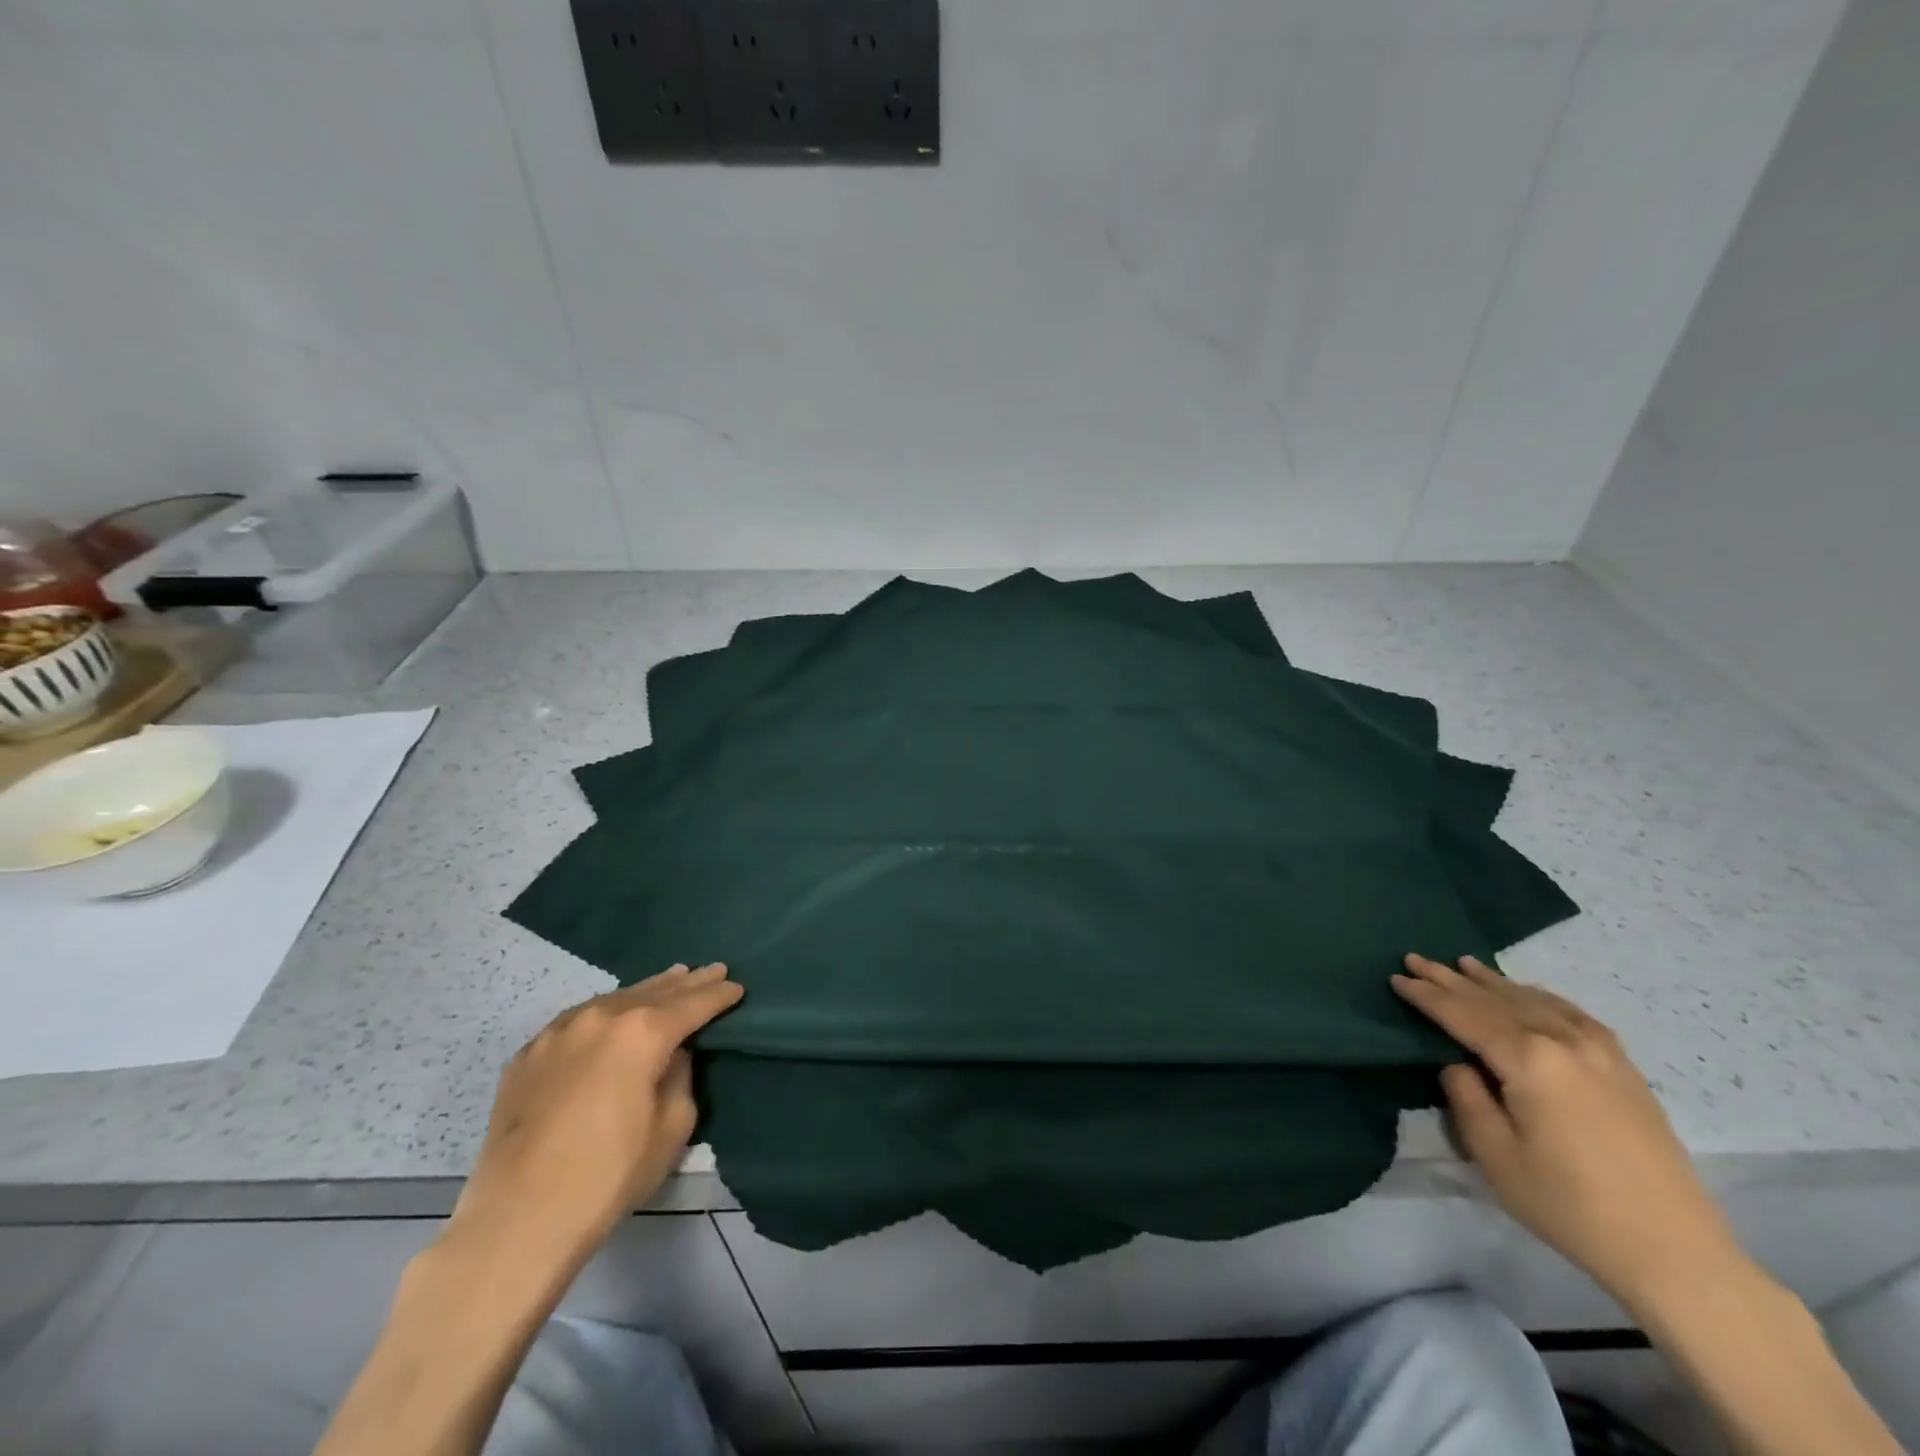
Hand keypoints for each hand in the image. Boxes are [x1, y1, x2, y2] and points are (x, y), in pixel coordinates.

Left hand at [447, 963, 742, 1274]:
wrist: (517, 1219)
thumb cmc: (609, 1175)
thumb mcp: (672, 1127)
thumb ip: (680, 1077)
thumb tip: (672, 1055)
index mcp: (643, 1032)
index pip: (694, 1003)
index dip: (719, 995)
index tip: (736, 987)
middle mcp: (602, 1017)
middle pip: (656, 991)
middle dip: (689, 982)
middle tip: (713, 971)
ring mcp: (560, 1031)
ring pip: (615, 998)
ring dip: (647, 990)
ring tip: (670, 980)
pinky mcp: (529, 1053)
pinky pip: (579, 1020)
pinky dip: (606, 1013)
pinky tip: (613, 1016)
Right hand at [1392, 953, 1740, 1313]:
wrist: (1674, 1252)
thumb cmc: (1569, 1204)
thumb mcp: (1494, 1153)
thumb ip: (1466, 1096)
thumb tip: (1459, 1065)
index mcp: (1529, 1059)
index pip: (1462, 1014)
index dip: (1426, 996)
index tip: (1396, 978)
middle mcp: (1564, 1041)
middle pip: (1495, 999)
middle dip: (1451, 979)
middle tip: (1415, 959)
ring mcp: (1601, 1052)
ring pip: (1533, 1000)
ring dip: (1493, 982)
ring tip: (1463, 963)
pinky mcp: (1624, 1069)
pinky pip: (1571, 1014)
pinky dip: (1538, 996)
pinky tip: (1526, 993)